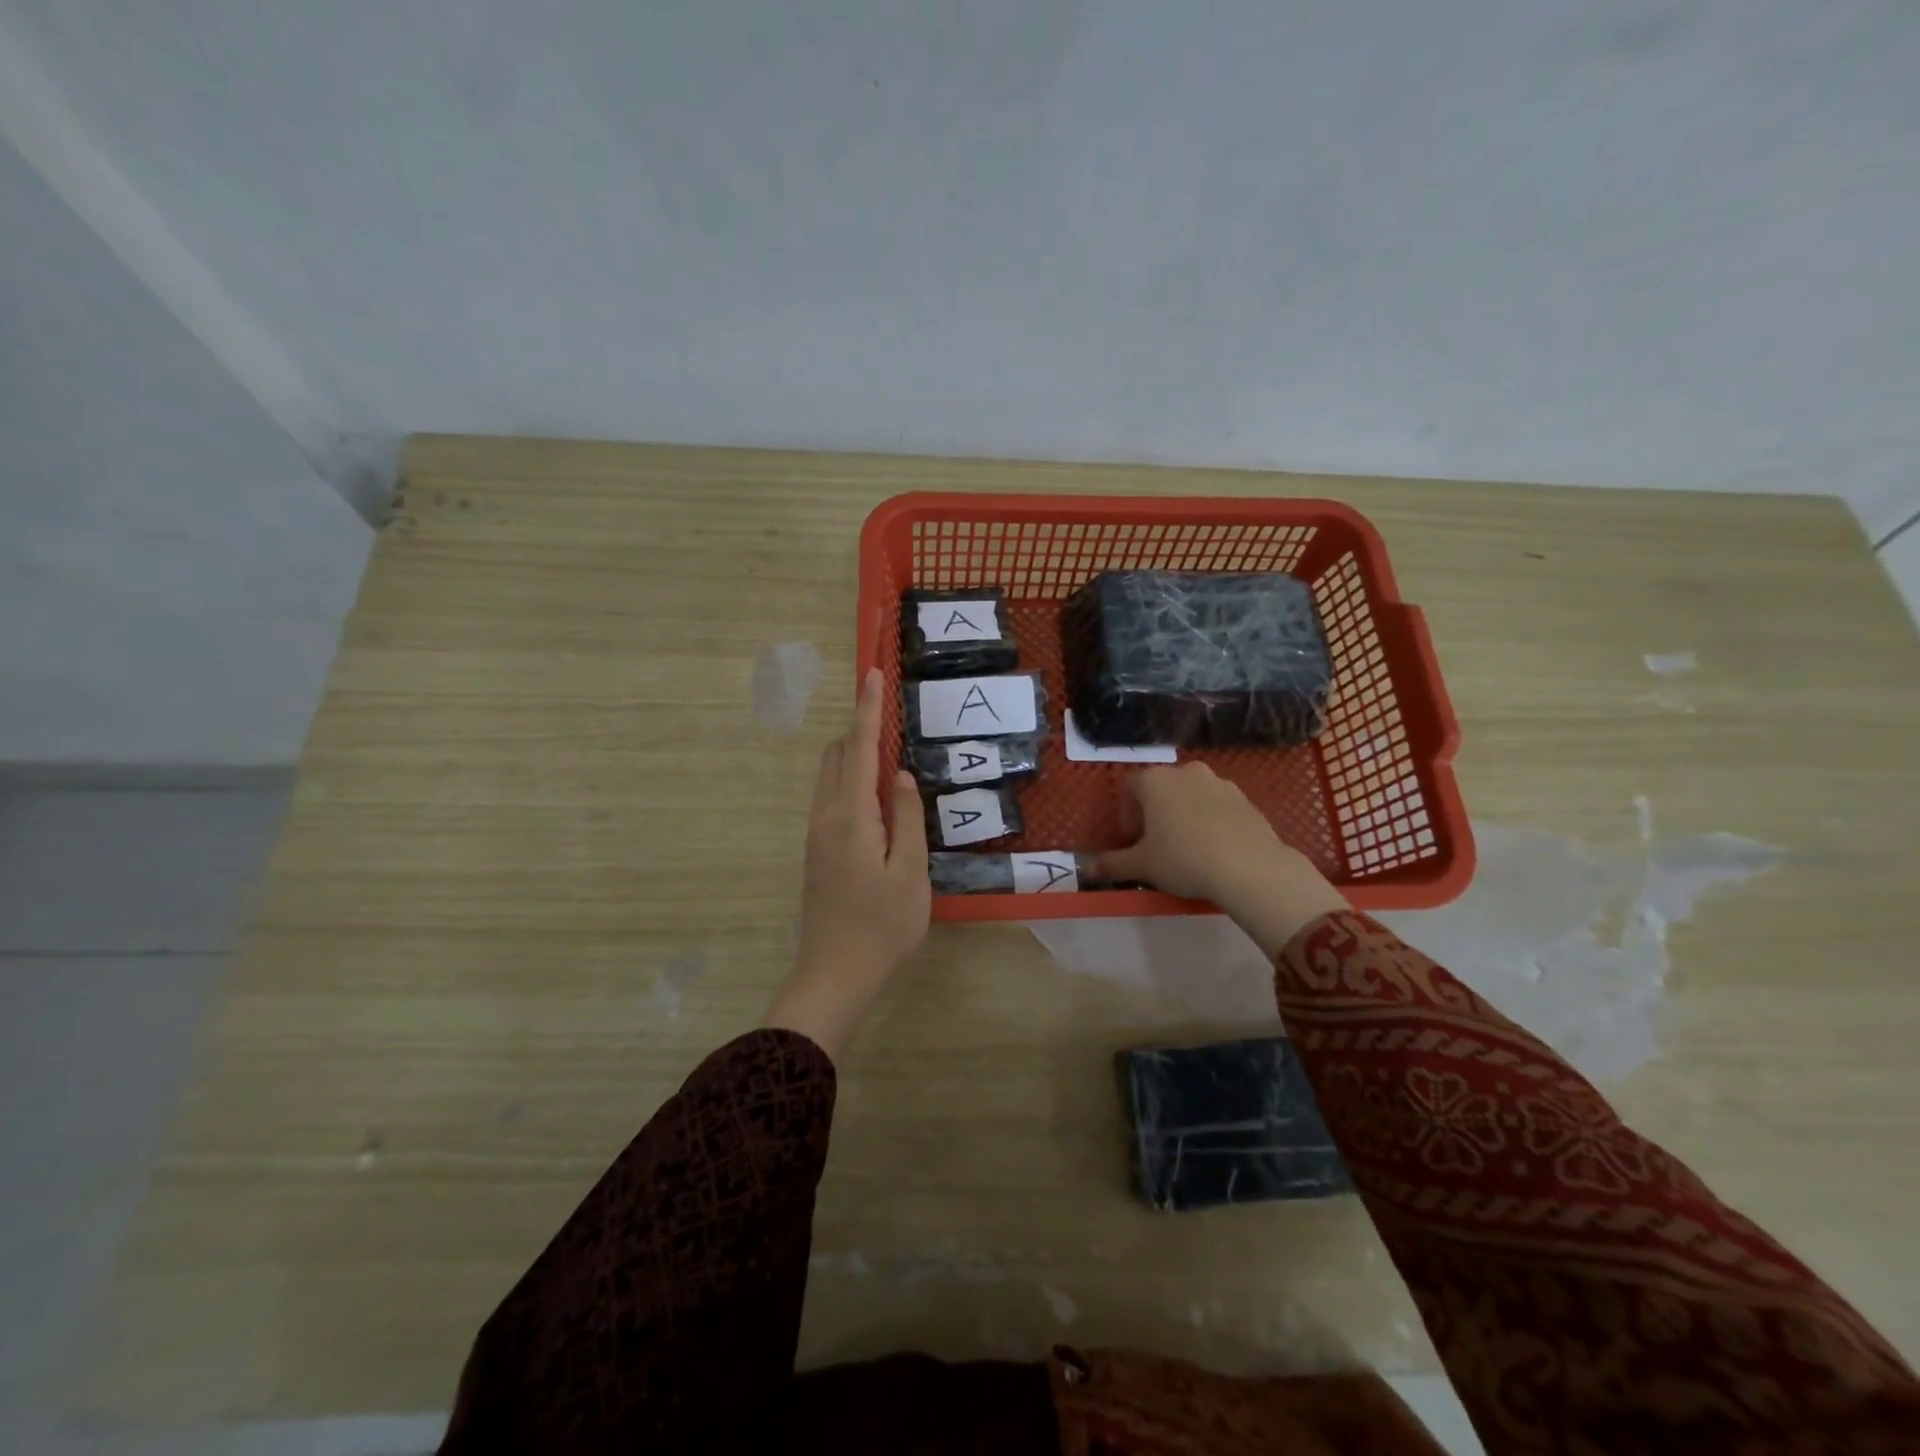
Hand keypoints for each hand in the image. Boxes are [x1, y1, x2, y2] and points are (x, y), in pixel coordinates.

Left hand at [763, 668, 929, 1058]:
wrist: (834, 972)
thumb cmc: (882, 924)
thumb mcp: (910, 871)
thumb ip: (907, 817)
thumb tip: (900, 775)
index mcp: (851, 814)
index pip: (859, 748)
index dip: (867, 709)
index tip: (871, 673)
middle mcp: (826, 815)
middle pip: (836, 755)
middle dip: (859, 727)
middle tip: (889, 715)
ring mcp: (816, 833)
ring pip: (829, 776)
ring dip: (853, 754)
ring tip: (888, 753)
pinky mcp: (816, 850)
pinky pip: (830, 796)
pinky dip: (849, 779)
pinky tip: (876, 797)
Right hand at [1094, 763, 1348, 957]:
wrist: (1249, 867)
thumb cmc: (1184, 859)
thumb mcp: (1142, 866)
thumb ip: (1112, 864)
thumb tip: (1086, 869)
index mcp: (1155, 781)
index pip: (1130, 785)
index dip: (1126, 810)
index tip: (1130, 836)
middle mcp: (1186, 772)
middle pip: (1162, 786)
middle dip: (1155, 809)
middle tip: (1155, 840)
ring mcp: (1220, 782)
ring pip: (1192, 794)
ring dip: (1184, 812)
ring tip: (1186, 845)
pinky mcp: (1246, 798)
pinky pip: (1218, 805)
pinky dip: (1210, 819)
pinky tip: (1214, 847)